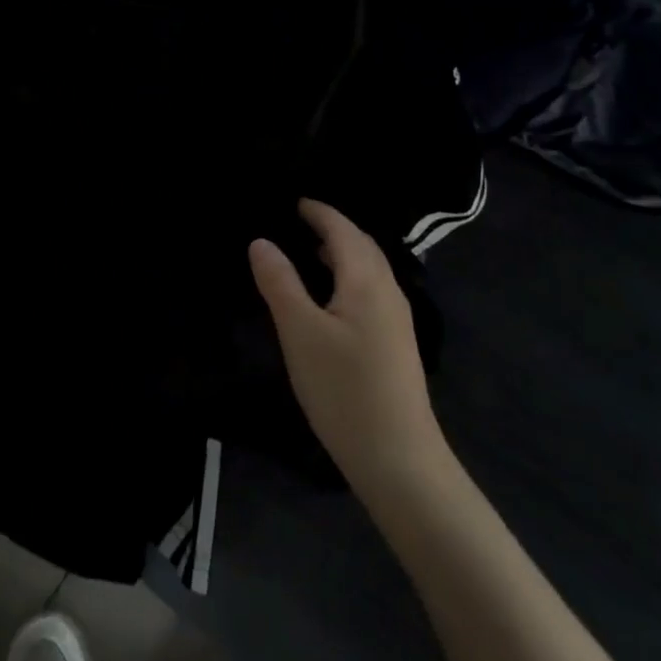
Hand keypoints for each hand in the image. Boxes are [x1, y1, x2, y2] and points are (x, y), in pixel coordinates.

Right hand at [250, 200, 444, 494]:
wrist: (399, 459)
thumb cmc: (344, 390)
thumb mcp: (300, 332)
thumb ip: (280, 283)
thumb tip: (261, 241)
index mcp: (367, 280)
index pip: (343, 230)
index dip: (319, 212)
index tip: (294, 201)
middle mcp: (389, 291)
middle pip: (362, 245)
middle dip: (333, 228)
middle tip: (300, 222)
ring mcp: (398, 320)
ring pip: (370, 270)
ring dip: (343, 253)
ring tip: (310, 254)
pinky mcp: (397, 344)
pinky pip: (372, 290)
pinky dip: (350, 276)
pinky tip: (332, 299)